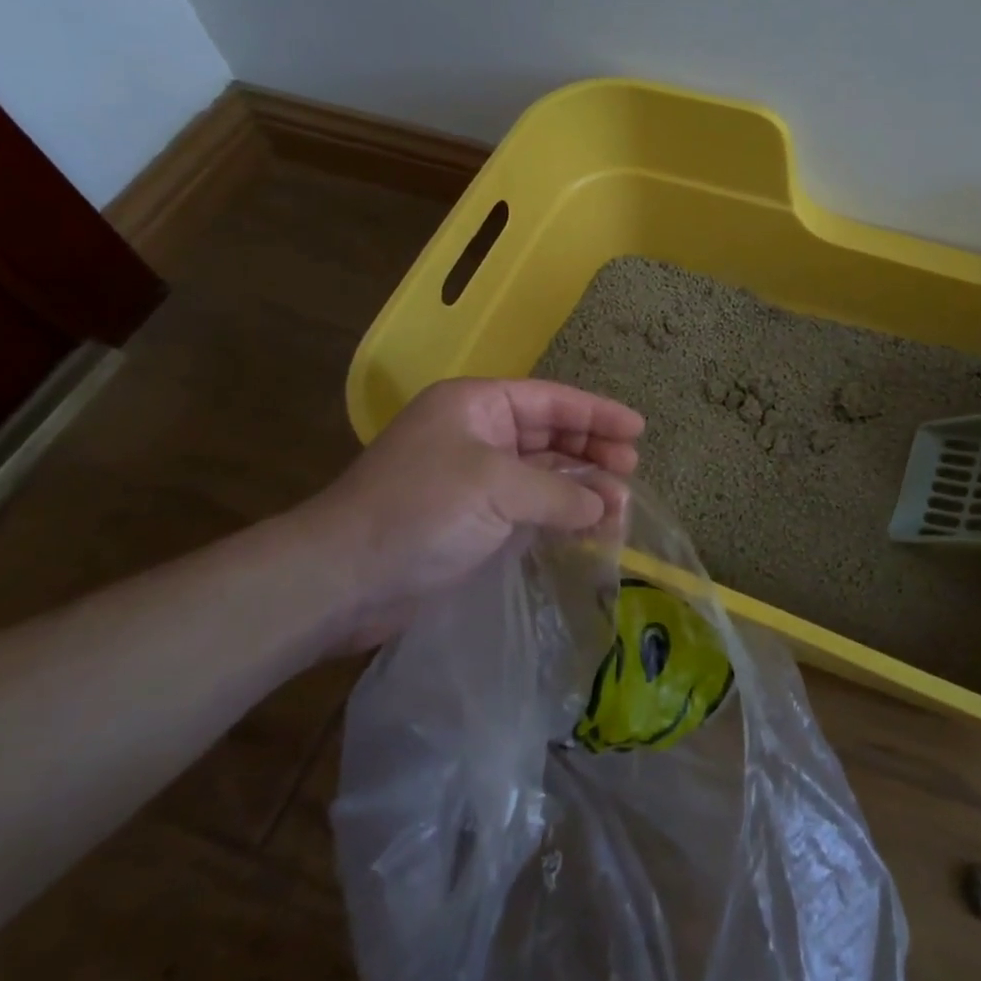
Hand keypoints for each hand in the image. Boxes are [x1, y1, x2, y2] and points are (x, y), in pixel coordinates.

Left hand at [286, 378, 643, 651]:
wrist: (342, 579)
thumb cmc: (420, 511)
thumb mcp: (496, 488)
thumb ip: (559, 492)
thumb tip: (604, 504)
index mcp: (476, 406)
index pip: (551, 400)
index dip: (597, 413)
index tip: (638, 429)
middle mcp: (477, 435)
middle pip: (550, 434)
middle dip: (592, 450)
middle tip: (632, 470)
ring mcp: (474, 480)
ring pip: (543, 474)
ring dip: (580, 487)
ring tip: (620, 506)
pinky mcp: (472, 521)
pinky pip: (529, 508)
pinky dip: (559, 516)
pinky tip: (588, 529)